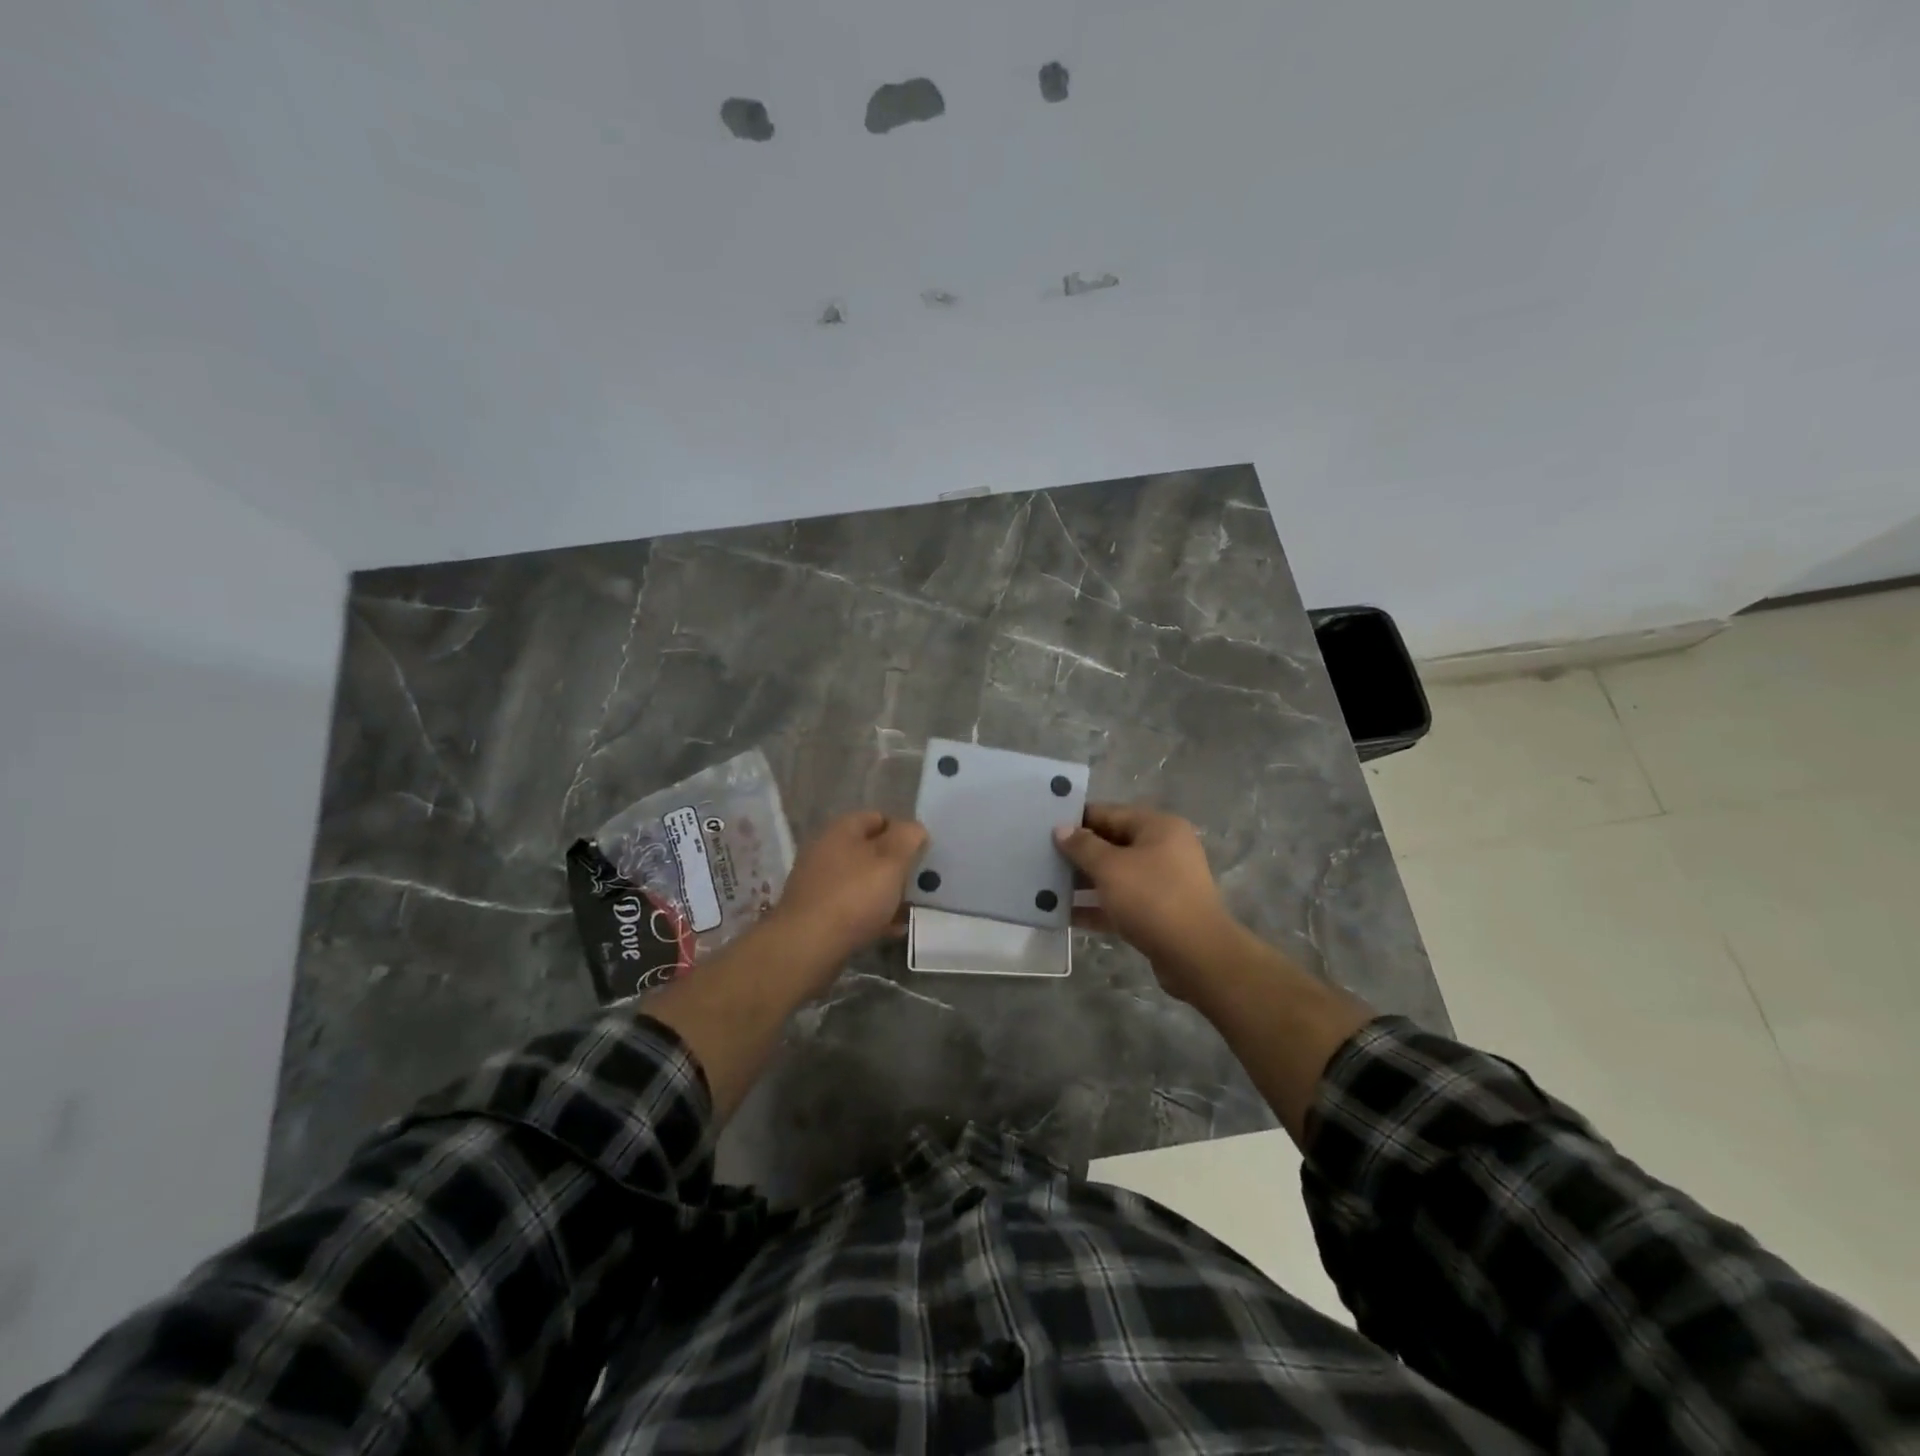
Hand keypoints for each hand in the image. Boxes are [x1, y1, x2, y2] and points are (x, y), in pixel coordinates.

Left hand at [770, 811, 928, 964]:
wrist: (806, 946)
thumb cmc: (854, 896)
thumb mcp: (891, 862)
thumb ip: (908, 839)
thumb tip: (914, 829)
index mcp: (842, 830)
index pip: (879, 818)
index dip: (902, 833)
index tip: (921, 854)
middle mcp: (826, 850)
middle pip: (870, 851)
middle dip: (895, 866)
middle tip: (918, 883)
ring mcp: (818, 883)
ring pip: (862, 881)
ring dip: (885, 893)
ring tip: (909, 910)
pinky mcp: (816, 913)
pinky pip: (852, 907)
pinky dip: (872, 915)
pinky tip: (891, 930)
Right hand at [1054, 804, 1246, 999]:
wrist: (1197, 956)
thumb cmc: (1152, 899)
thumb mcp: (1111, 868)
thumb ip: (1082, 846)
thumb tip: (1061, 828)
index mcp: (1158, 827)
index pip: (1109, 813)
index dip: (1076, 819)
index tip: (1044, 826)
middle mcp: (1164, 849)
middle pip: (1112, 844)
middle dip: (1078, 853)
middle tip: (1041, 857)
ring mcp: (1163, 883)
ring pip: (1116, 875)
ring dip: (1084, 881)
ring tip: (1047, 885)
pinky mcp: (1159, 913)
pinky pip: (1121, 903)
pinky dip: (1096, 907)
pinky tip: (1065, 915)